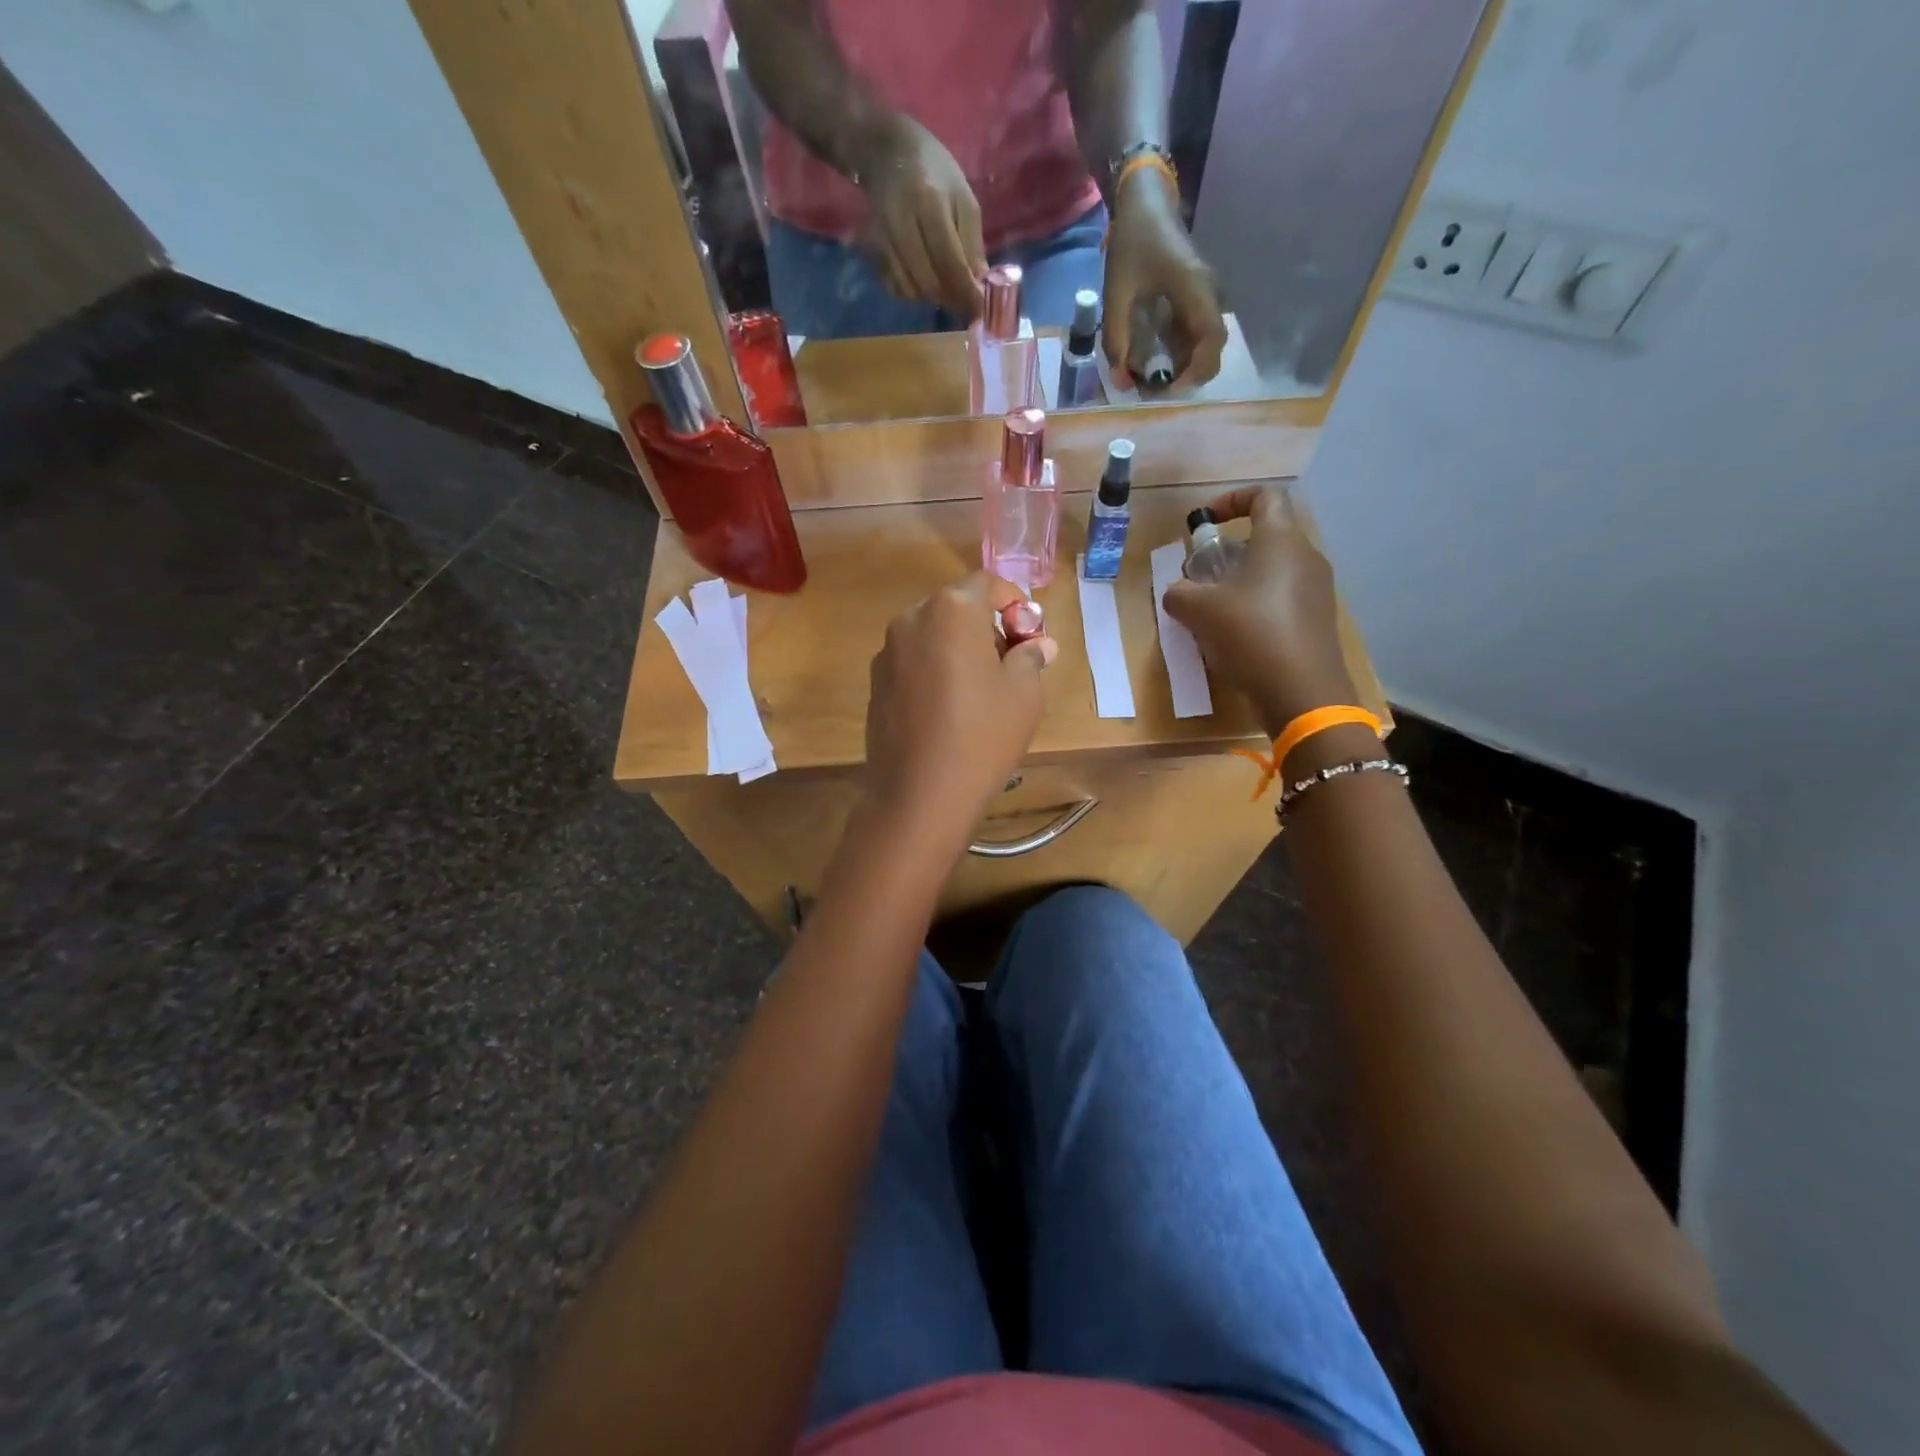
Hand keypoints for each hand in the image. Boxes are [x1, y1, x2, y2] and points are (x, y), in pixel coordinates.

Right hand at [852, 116, 987, 321]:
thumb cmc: (932, 169)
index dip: (967, 293)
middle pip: (930, 282)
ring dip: (933, 297)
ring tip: (947, 285)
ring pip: (912, 290)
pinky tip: (923, 278)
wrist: (883, 150)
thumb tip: (980, 284)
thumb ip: (971, 241)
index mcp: (928, 204)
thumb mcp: (962, 195)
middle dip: (951, 299)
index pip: (950, 263)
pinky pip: (896, 287)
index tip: (981, 311)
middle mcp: (902, 224)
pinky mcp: (873, 250)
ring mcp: (883, 239)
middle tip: (966, 301)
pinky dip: (913, 292)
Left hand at [863, 574, 1058, 845]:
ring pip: (932, 635)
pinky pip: (913, 662)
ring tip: (980, 691)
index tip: (1030, 636)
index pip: (988, 584)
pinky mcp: (875, 684)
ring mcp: (887, 652)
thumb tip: (1038, 644)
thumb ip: (1030, 657)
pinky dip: (934, 670)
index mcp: (951, 610)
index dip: (1015, 603)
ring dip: (959, 648)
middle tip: (1011, 664)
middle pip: (957, 607)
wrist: (919, 794)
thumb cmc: (982, 735)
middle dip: (987, 626)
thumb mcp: (1024, 694)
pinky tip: (948, 710)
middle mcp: (911, 619)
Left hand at [1102, 168, 1225, 389]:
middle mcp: (1208, 295)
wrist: (1146, 201)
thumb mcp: (1117, 293)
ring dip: (1181, 368)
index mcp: (1196, 289)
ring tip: (1150, 381)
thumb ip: (1117, 339)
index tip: (1171, 389)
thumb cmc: (1133, 241)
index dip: (1196, 371)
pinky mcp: (1194, 299)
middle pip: (1212, 349)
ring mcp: (1204, 297)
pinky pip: (1192, 335)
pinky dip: (1176, 354)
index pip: (1212, 340)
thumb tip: (1121, 381)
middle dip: (1187, 376)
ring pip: (1202, 345)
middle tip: (1155, 391)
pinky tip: (1152, 362)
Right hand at [1161, 487, 1357, 735]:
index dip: (1231, 500)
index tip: (1205, 523)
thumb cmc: (1250, 634)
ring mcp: (1317, 589)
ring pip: (1273, 569)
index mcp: (1280, 540)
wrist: (1302, 691)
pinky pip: (1282, 597)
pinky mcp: (1318, 619)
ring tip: (1212, 610)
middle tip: (1200, 576)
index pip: (1264, 496)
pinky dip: (1256, 604)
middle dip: (1228, 551)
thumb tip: (1178, 592)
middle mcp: (1306, 556)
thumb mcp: (1198, 611)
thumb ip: (1180, 593)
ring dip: (1240, 581)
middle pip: (1265, 536)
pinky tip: (1235, 635)